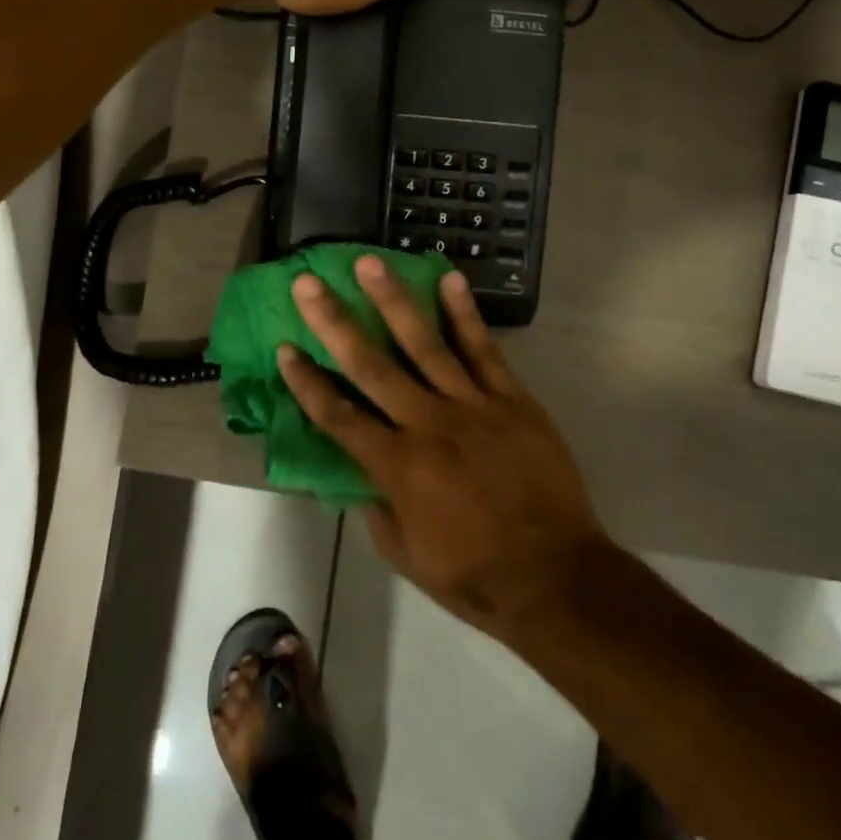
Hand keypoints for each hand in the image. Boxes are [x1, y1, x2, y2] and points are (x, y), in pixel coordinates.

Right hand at [277, 254, 613, 637]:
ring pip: (425, 344)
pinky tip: (448, 279)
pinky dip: (465, 314)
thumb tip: (360, 472)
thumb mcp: (405, 555)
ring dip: (393, 300)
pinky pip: (484, 350)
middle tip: (308, 282)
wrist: (555, 576)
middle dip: (334, 322)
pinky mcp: (512, 400)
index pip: (338, 415)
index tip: (284, 347)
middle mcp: (427, 425)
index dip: (307, 382)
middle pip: (371, 366)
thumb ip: (376, 506)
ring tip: (369, 263)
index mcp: (396, 467)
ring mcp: (472, 407)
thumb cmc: (473, 574)